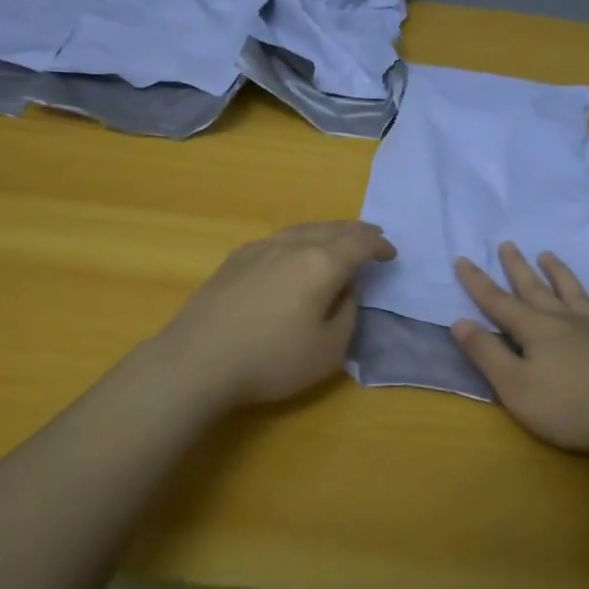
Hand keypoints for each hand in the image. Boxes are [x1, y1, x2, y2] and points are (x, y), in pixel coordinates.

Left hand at [156, 221, 395, 409]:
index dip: (378, 247)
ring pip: (302, 229)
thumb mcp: (329, 350)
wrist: (197, 360)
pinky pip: (279, 238)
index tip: (391, 254)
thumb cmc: (271, 360)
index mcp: (321, 264)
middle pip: (331, 229)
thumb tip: (345, 290)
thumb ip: (347, 314)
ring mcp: (259, 248)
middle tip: (371, 237)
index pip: (359, 244)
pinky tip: (294, 251)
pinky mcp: (235, 260)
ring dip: (327, 231)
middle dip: (356, 232)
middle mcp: (292, 246)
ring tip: (337, 239)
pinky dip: (299, 239)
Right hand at [453, 244, 588, 457]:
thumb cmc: (568, 407)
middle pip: (536, 289)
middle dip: (518, 268)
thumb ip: (486, 353)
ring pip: (573, 292)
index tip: (463, 260)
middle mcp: (565, 320)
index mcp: (535, 330)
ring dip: (559, 273)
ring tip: (548, 255)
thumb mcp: (514, 386)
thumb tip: (460, 322)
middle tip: (508, 244)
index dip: (478, 283)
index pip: (498, 303)